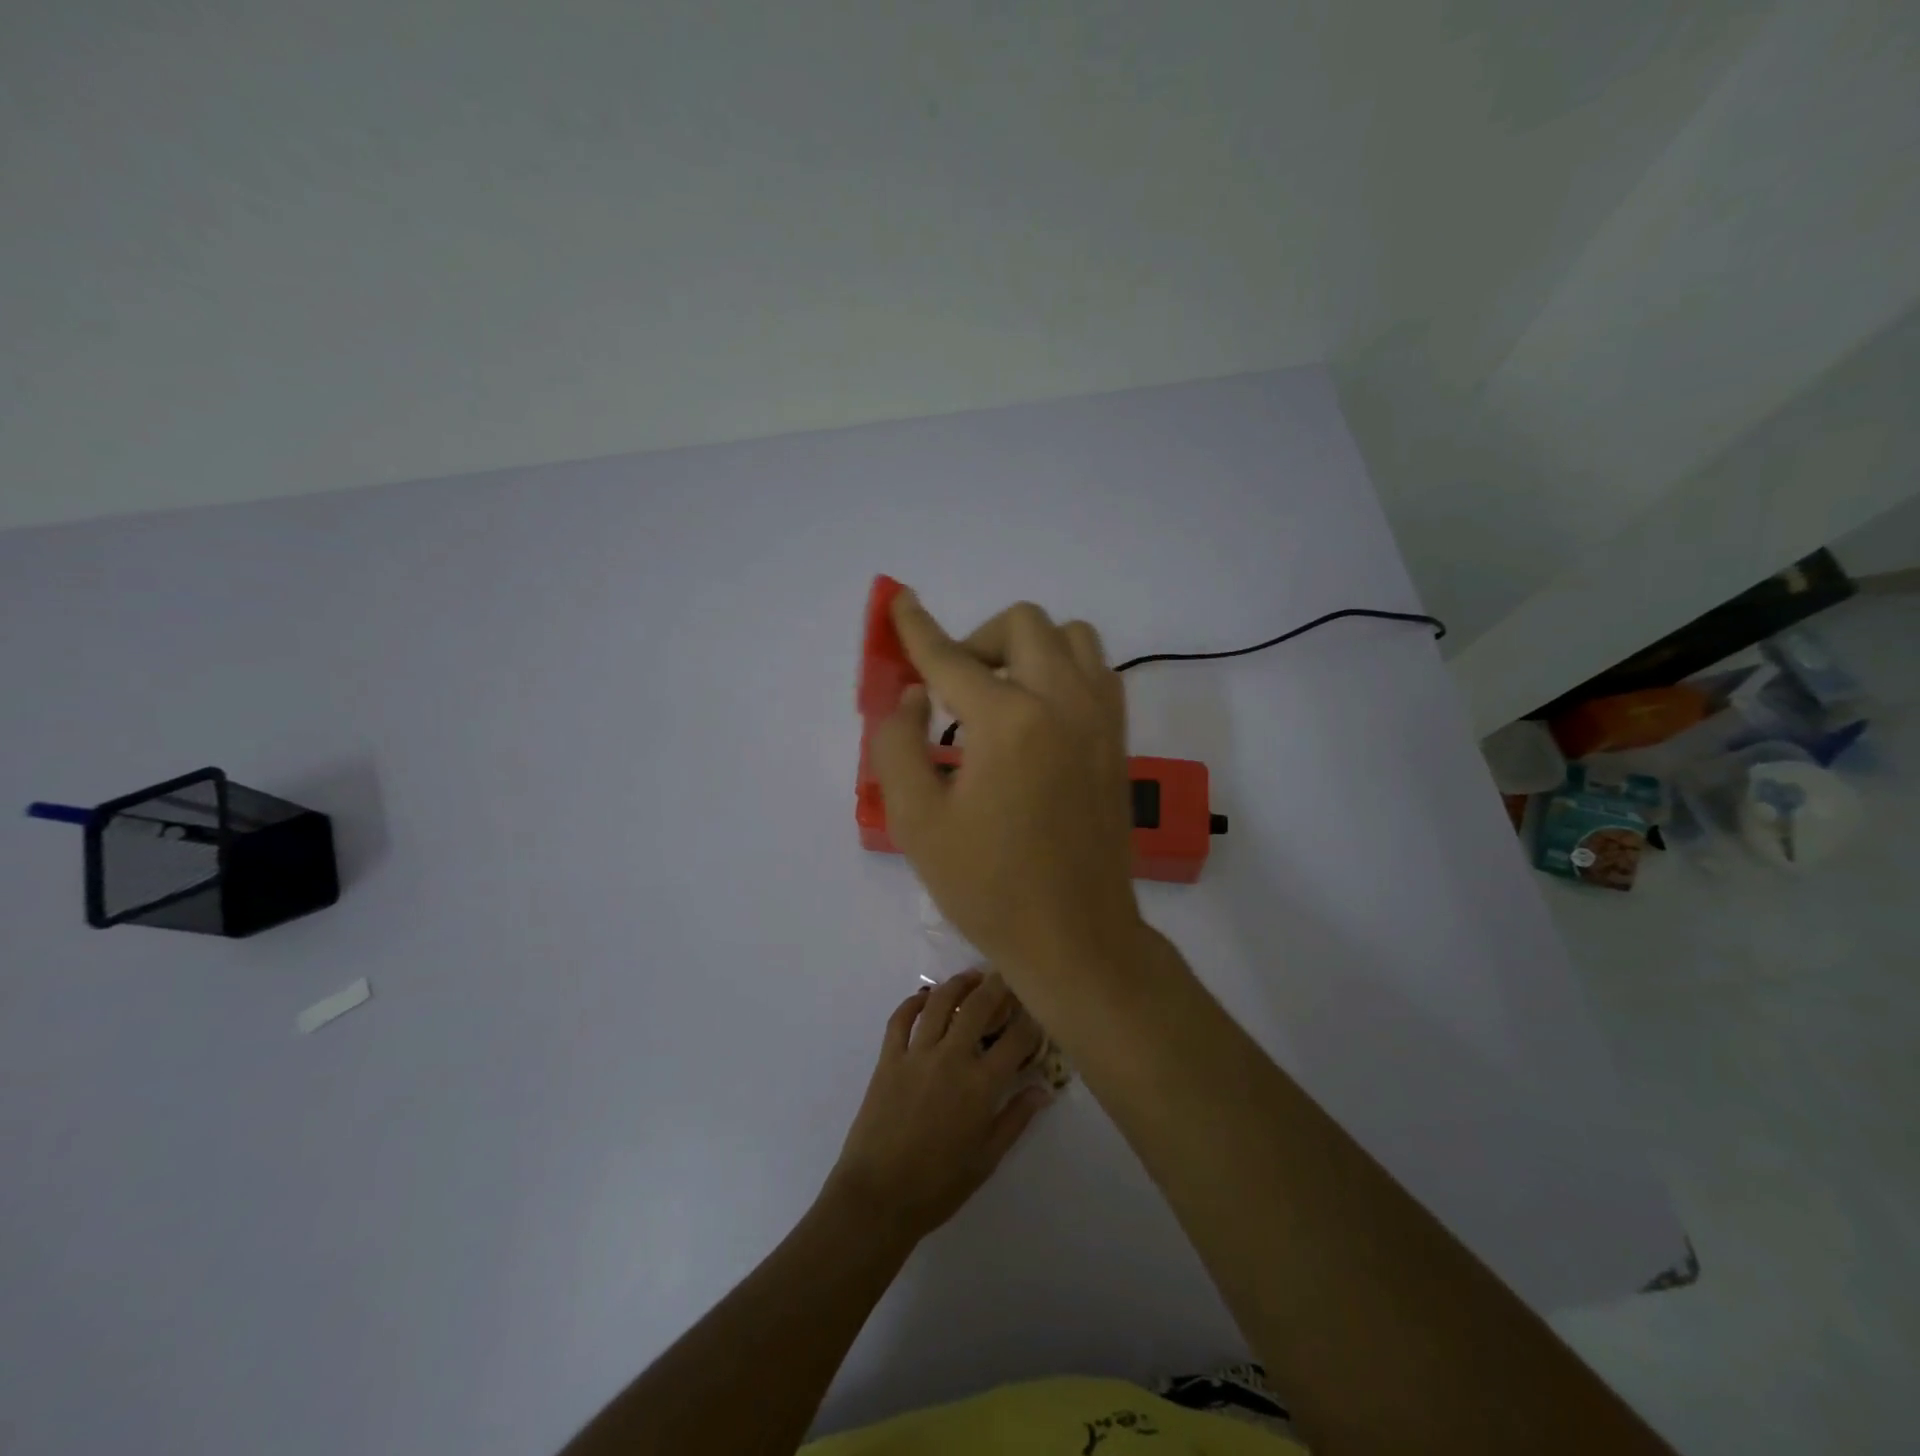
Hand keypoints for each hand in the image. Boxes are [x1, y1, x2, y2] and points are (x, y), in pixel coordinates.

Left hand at [827, 970, 1050, 1241]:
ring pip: (940, 1003)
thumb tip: (1043, 1089)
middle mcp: (951, 1058)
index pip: (1016, 1039)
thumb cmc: (938, 1185)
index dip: (1031, 1021)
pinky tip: (926, 996)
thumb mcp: (987, 1158)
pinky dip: (913, 1001)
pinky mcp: (888, 1058)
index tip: (1038, 1011)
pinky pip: (900, 1019)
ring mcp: (916, 1054)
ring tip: (972, 977)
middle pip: (979, 1007)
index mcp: (981, 1085)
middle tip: (1007, 975)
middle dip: (998, 986)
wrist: (878, 1197)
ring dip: (958, 984)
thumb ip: (1016, 1118)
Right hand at [869, 589, 1143, 997]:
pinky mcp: (1117, 738)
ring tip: (999, 693)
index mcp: (1008, 722)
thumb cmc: (988, 888)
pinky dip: (1062, 668)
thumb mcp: (916, 822)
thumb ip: (897, 744)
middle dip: (977, 640)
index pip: (951, 657)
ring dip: (1027, 647)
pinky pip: (1095, 670)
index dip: (917, 629)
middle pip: (1022, 625)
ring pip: (1069, 637)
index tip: (899, 600)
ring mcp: (1099, 718)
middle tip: (952, 686)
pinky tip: (1037, 712)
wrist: (1075, 935)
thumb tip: (914, 695)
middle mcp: (1062, 702)